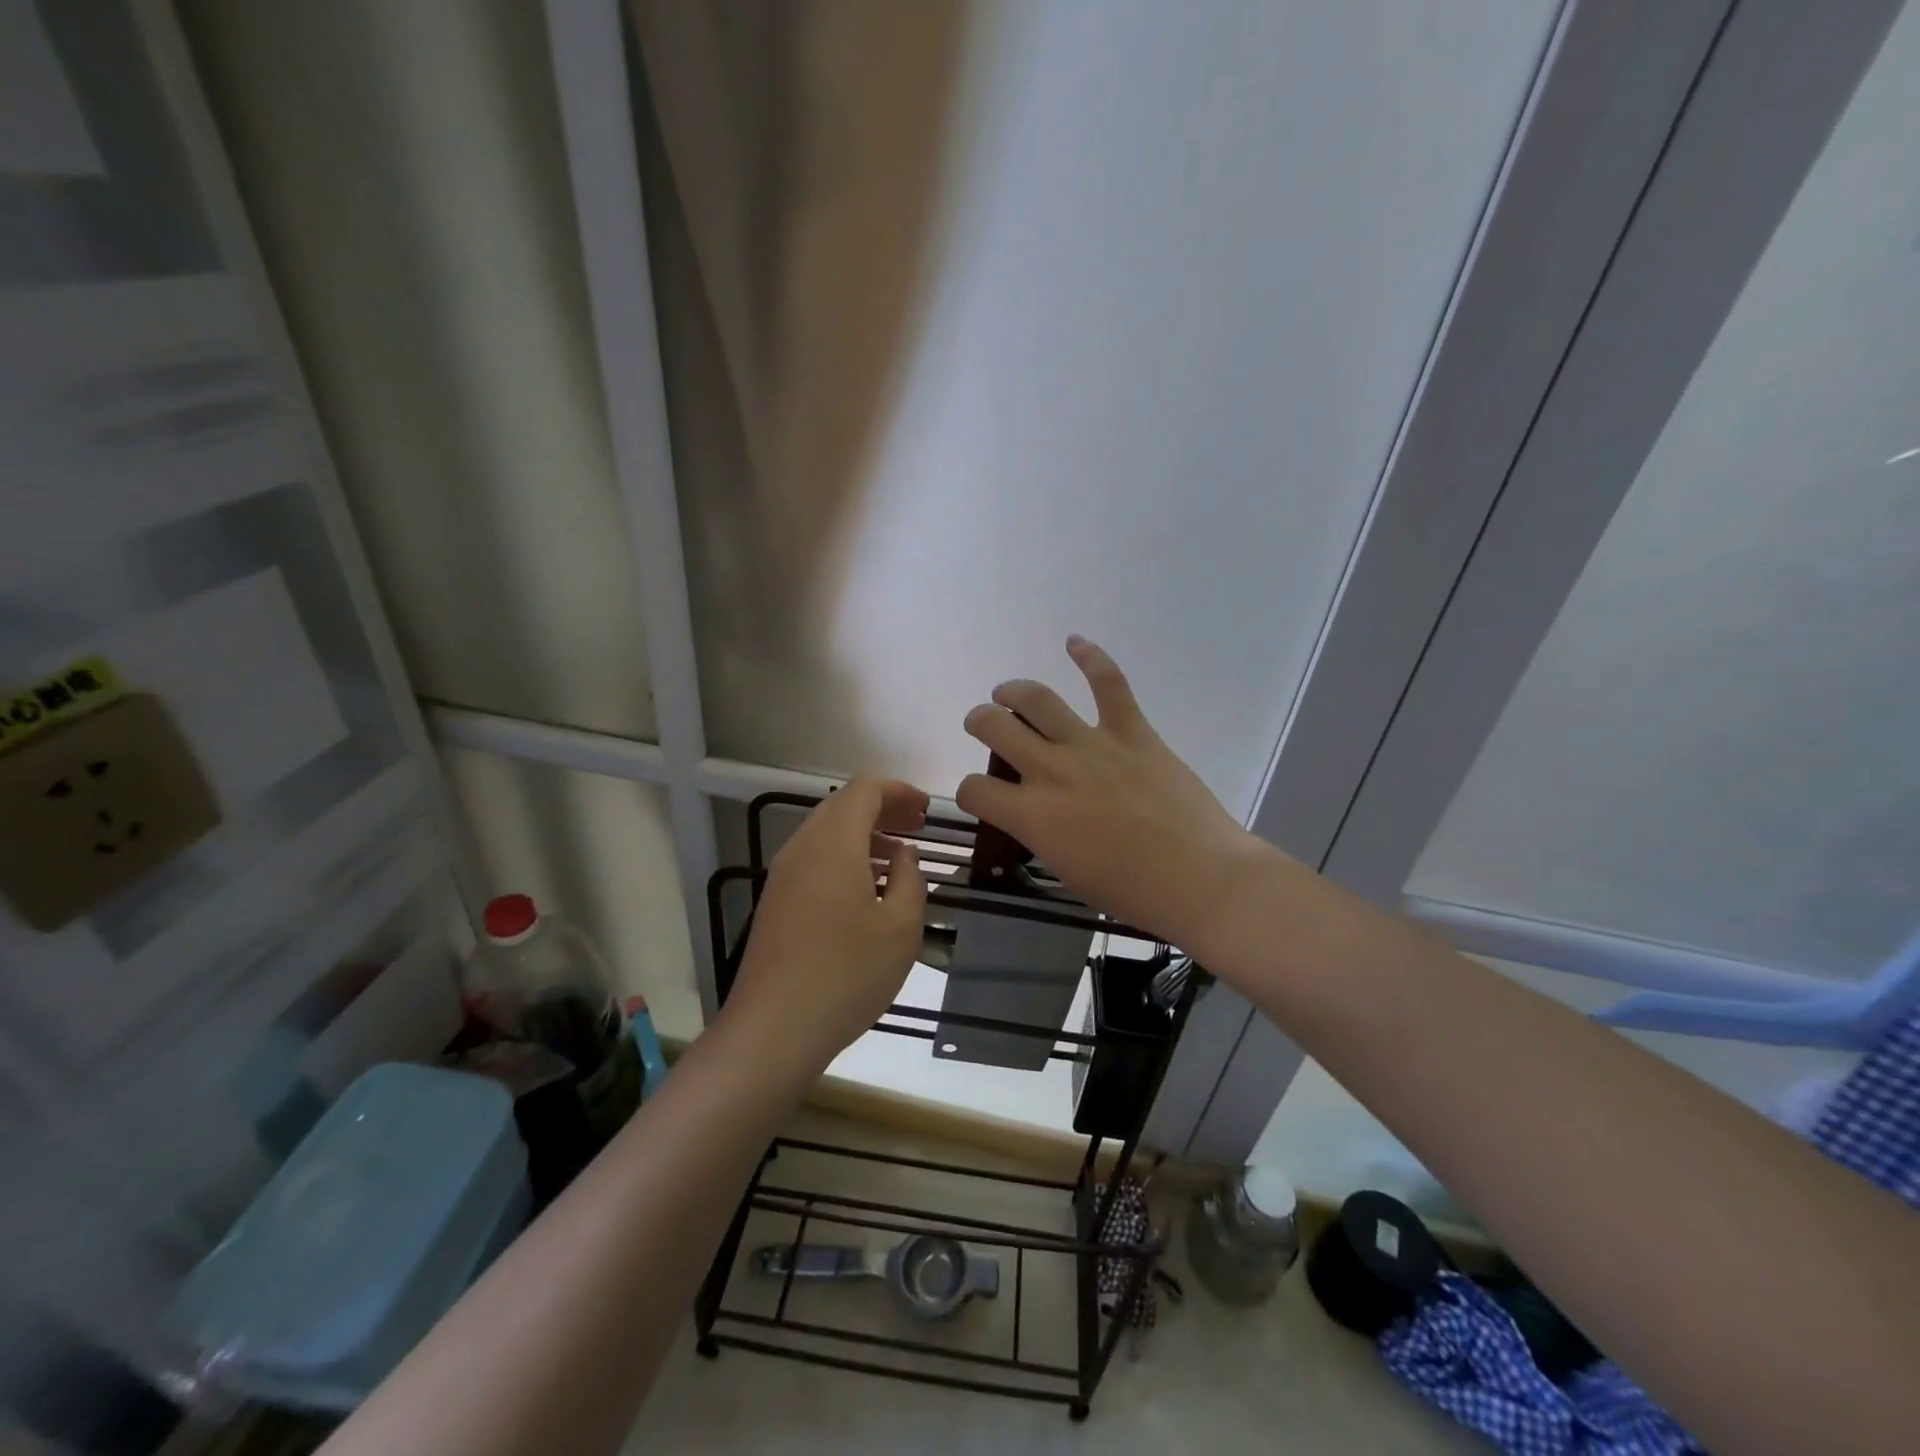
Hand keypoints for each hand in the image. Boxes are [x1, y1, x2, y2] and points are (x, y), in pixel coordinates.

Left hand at [724, 777, 928, 1072]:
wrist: (773, 1029)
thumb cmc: (847, 973)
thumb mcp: (900, 927)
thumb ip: (909, 879)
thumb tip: (902, 855)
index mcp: (833, 843)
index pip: (865, 789)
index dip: (899, 791)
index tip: (926, 811)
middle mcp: (802, 847)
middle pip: (842, 806)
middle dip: (883, 809)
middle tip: (917, 828)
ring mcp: (783, 875)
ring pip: (826, 833)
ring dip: (863, 834)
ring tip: (897, 858)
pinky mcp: (775, 902)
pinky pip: (813, 859)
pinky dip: (844, 857)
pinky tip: (865, 890)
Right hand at [956, 637, 1266, 952]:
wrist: (1199, 878)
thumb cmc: (1131, 891)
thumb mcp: (1066, 870)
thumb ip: (1041, 834)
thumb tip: (1036, 814)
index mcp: (1031, 814)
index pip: (974, 789)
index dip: (970, 791)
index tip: (982, 795)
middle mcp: (1051, 770)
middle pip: (993, 727)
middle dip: (980, 722)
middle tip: (984, 724)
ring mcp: (1092, 745)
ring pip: (1038, 699)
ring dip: (1013, 691)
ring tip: (1006, 692)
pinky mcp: (1132, 731)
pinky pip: (1108, 683)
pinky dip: (1091, 657)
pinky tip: (1075, 642)